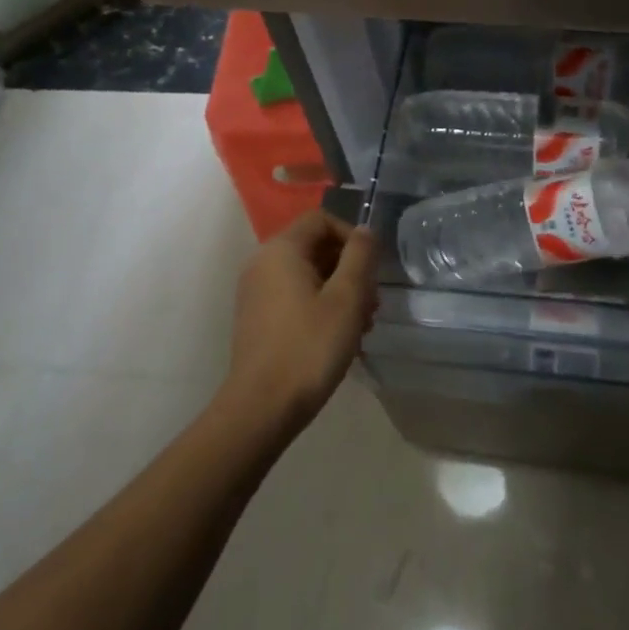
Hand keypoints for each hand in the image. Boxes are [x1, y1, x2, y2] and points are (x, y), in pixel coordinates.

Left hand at [221, 211, 378, 433]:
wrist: (261, 409)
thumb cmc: (309, 347)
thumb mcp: (347, 298)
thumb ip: (360, 256)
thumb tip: (365, 231)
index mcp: (281, 250)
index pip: (321, 219)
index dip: (352, 236)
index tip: (372, 267)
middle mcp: (262, 263)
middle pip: (315, 246)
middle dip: (349, 268)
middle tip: (372, 302)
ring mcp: (256, 292)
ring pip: (307, 274)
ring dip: (339, 290)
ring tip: (362, 324)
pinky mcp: (256, 318)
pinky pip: (294, 295)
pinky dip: (320, 305)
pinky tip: (338, 336)